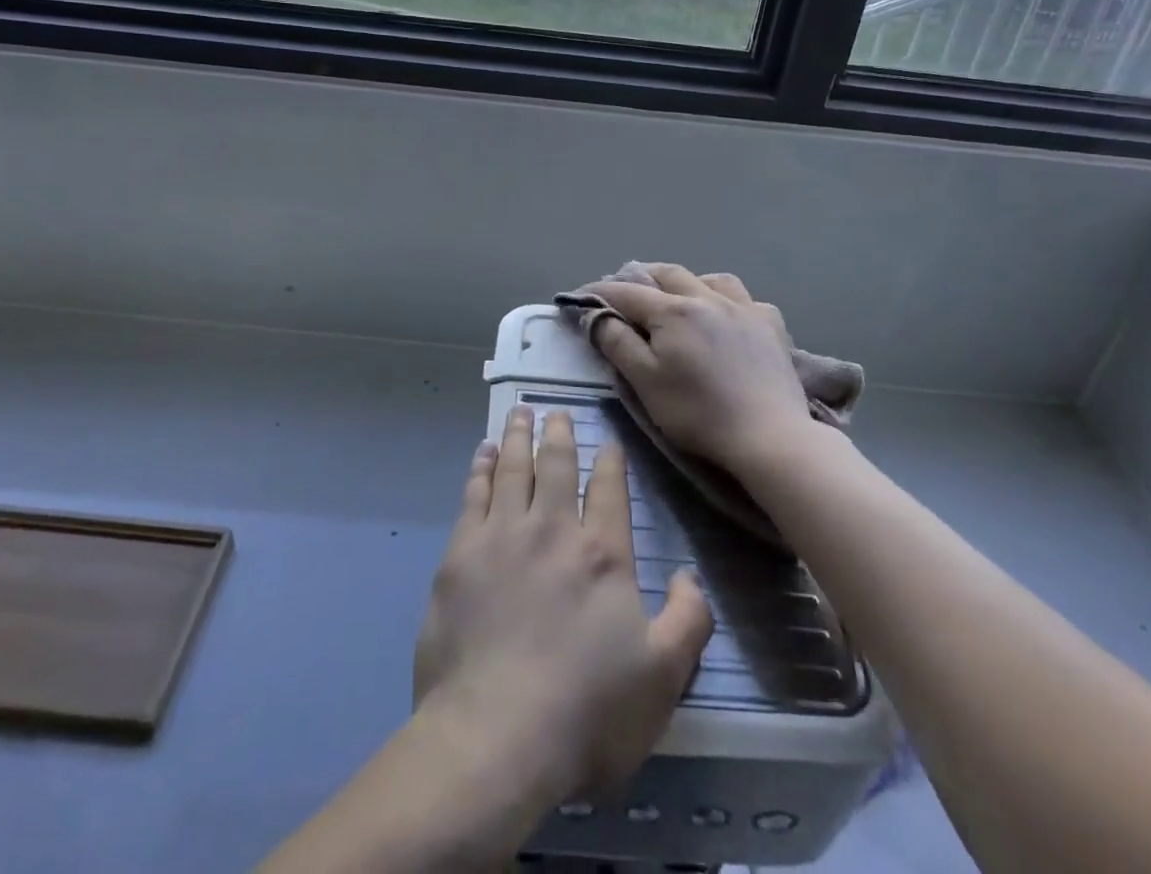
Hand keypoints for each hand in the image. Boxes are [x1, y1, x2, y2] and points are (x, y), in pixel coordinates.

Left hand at [413, 405, 712, 800]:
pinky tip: (481, 454)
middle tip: (556, 411)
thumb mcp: (662, 679)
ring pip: (513, 468)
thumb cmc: (586, 713)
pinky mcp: (461, 554)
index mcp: (602, 554)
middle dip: (559, 434)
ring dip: (518, 437)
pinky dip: (480, 468)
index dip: (610, 460)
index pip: (609, 489)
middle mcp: (553, 530)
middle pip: (557, 466)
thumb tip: (689, 575)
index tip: (607, 441)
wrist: (495, 737)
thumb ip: (687, 621)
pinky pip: (473, 494)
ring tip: (520, 413)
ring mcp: (502, 536)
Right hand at [572, 265, 816, 478]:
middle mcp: (708, 297)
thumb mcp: (645, 382)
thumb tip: (596, 316)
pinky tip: (728, 317)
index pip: (626, 292)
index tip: (579, 297)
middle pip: (668, 274)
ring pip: (710, 278)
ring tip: (678, 296)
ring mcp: (745, 308)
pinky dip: (728, 300)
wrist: (768, 436)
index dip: (599, 292)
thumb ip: (617, 343)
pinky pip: (746, 299)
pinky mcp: (771, 326)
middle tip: (625, 291)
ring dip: (687, 282)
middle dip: (641, 277)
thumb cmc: (698, 412)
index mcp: (673, 310)